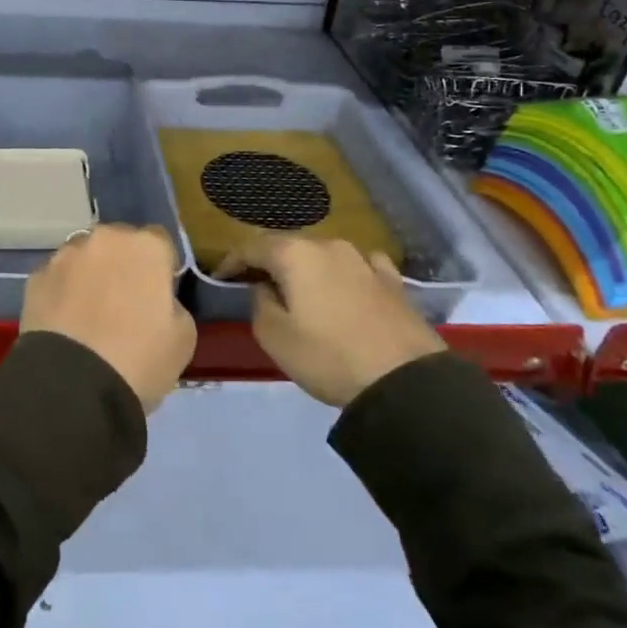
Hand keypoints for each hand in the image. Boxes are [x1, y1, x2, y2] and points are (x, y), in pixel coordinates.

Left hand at [20, 225, 195, 412]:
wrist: (72, 385)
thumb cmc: (139, 359)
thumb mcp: (183, 338)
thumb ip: (173, 305)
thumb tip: (156, 300)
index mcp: (146, 246)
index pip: (160, 243)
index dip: (161, 268)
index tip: (158, 295)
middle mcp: (104, 238)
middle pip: (119, 243)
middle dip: (122, 264)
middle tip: (124, 303)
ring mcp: (65, 255)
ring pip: (84, 257)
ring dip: (89, 274)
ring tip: (88, 313)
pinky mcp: (35, 276)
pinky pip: (57, 278)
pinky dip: (62, 292)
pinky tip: (64, 322)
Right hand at [219, 235, 444, 407]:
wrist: (405, 381)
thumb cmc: (329, 357)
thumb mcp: (274, 337)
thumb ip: (259, 303)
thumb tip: (264, 287)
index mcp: (295, 254)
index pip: (251, 246)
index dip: (232, 261)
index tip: (221, 278)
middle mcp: (329, 245)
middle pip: (288, 246)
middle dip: (269, 262)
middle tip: (256, 284)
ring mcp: (365, 260)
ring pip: (323, 255)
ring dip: (306, 268)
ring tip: (299, 290)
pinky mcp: (393, 280)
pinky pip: (358, 267)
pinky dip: (343, 274)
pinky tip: (345, 287)